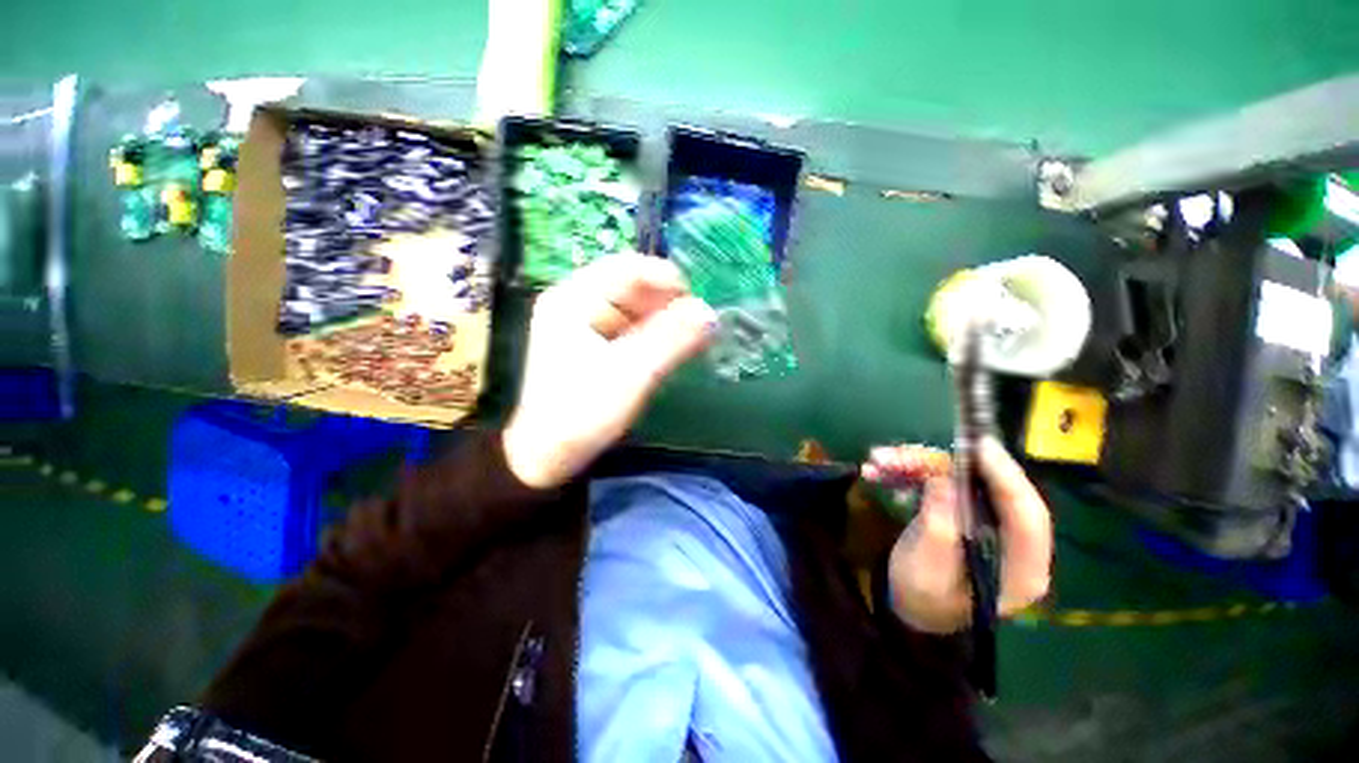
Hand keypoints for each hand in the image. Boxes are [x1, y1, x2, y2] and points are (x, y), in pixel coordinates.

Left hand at [503, 254, 716, 487]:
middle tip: (699, 326)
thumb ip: (672, 340)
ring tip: (691, 340)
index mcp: (573, 299)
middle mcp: (576, 304)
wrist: (546, 457)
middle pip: (631, 289)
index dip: (666, 279)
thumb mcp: (632, 373)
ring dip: (664, 322)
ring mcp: (583, 326)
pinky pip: (629, 330)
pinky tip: (670, 350)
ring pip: (633, 310)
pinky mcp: (592, 347)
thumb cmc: (583, 412)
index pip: (627, 268)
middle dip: (668, 304)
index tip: (698, 301)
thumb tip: (711, 313)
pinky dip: (653, 337)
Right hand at [862, 439, 1052, 633]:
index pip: (1028, 515)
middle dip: (943, 466)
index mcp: (1021, 568)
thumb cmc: (921, 596)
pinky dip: (910, 474)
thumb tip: (944, 476)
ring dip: (917, 466)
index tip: (977, 445)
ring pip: (960, 481)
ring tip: (876, 461)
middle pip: (988, 489)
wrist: (907, 608)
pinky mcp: (965, 514)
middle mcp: (1014, 543)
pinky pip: (942, 485)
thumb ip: (939, 524)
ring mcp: (988, 526)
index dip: (1005, 476)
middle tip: (907, 450)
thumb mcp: (927, 565)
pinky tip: (878, 473)